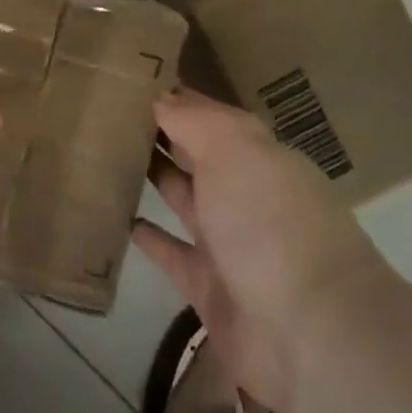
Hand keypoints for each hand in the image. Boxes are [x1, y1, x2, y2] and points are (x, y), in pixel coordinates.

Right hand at [133, 89, 391, 412]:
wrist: (311, 334)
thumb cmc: (271, 223)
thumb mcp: (234, 150)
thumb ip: (193, 119)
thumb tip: (159, 97)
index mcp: (258, 156)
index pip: (208, 115)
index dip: (172, 97)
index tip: (126, 78)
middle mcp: (245, 193)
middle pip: (194, 154)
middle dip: (158, 133)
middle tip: (101, 111)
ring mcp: (227, 242)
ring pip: (180, 197)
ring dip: (150, 177)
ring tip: (101, 154)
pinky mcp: (207, 286)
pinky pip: (169, 251)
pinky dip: (145, 235)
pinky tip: (114, 216)